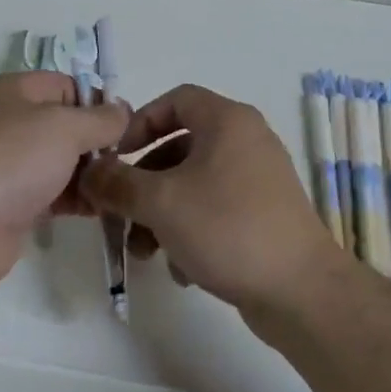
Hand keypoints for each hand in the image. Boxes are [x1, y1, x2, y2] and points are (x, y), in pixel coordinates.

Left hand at [0, 72, 127, 292]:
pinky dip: (77, 199)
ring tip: (121, 188)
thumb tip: (123, 110)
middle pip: (65, 124)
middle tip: (128, 161)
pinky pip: (53, 193)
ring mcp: (7, 165)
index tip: (127, 127)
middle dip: (97, 142)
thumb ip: (101, 118)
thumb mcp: (65, 126)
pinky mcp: (11, 203)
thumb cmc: (12, 160)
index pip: (66, 85)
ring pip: (60, 161)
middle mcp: (8, 122)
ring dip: (90, 173)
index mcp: (13, 91)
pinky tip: (105, 209)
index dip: (97, 102)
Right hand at [78, 84, 340, 314]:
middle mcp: (247, 140)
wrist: (301, 292)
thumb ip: (118, 183)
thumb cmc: (227, 228)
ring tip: (143, 250)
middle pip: (180, 147)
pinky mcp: (265, 214)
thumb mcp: (160, 203)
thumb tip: (89, 173)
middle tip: (121, 210)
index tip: (117, 155)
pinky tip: (181, 268)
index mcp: (227, 121)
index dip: (140, 122)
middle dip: (144, 182)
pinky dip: (191, 229)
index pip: (175, 99)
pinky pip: (216, 208)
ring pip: (195, 183)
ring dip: (162, 213)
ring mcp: (260, 178)